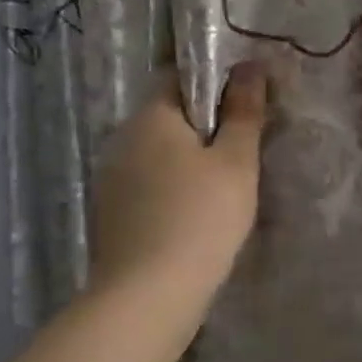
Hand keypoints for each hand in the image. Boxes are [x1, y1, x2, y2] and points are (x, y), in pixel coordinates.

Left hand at [90, 63, 267, 300]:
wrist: (149, 295)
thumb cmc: (201, 218)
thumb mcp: (236, 162)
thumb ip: (244, 112)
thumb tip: (250, 66)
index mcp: (151, 117)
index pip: (178, 77)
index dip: (213, 82)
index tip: (245, 103)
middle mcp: (122, 139)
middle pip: (167, 116)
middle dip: (202, 124)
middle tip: (243, 146)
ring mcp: (111, 178)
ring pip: (157, 153)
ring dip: (186, 159)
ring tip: (223, 183)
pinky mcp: (111, 213)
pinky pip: (147, 183)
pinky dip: (171, 187)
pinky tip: (194, 212)